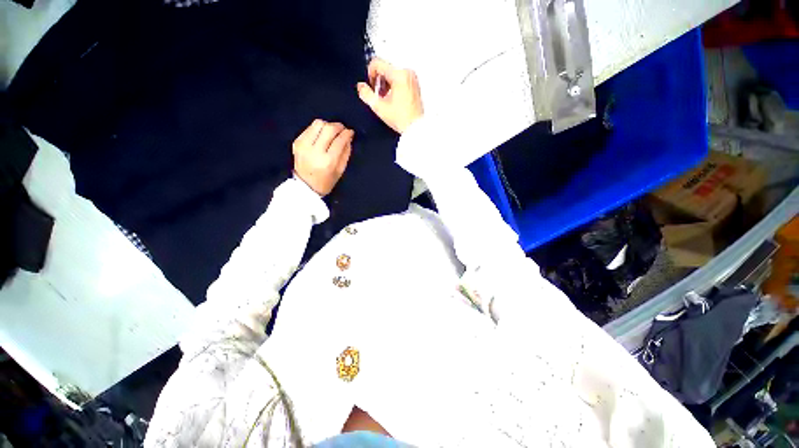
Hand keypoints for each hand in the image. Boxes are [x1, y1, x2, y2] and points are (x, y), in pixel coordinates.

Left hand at [292, 120, 353, 195]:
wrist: (305, 186)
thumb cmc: (326, 181)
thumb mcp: (340, 170)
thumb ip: (346, 153)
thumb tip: (348, 137)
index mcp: (328, 161)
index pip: (339, 141)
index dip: (347, 134)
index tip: (350, 132)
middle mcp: (315, 151)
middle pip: (328, 129)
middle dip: (338, 126)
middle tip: (343, 129)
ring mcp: (304, 145)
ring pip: (317, 124)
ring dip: (327, 125)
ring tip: (332, 131)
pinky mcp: (297, 142)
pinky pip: (309, 128)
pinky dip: (318, 129)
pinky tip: (322, 135)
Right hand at [357, 58, 422, 133]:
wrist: (415, 127)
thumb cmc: (402, 119)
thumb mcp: (379, 107)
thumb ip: (366, 94)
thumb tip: (361, 87)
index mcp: (399, 74)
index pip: (377, 63)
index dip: (370, 75)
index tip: (371, 88)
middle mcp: (407, 72)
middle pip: (385, 68)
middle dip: (379, 82)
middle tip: (379, 97)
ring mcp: (412, 78)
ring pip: (392, 74)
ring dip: (385, 85)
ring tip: (386, 100)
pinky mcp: (414, 84)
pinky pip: (399, 79)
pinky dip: (393, 86)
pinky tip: (393, 99)